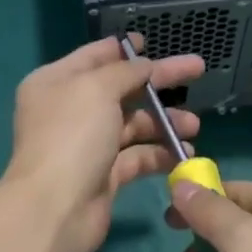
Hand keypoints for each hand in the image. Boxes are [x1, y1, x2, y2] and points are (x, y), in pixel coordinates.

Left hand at [3, 35, 203, 251]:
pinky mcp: (104, 174)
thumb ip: (126, 72)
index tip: (152, 42)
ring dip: (164, 121)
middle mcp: (70, 110)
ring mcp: (87, 144)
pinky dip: (160, 153)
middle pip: (121, 88)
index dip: (124, 49)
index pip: (95, 56)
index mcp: (56, 82)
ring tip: (194, 125)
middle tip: (196, 69)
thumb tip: (145, 65)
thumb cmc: (72, 136)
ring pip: (133, 124)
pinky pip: (137, 156)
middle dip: (158, 82)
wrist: (55, 209)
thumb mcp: (97, 89)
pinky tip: (185, 153)